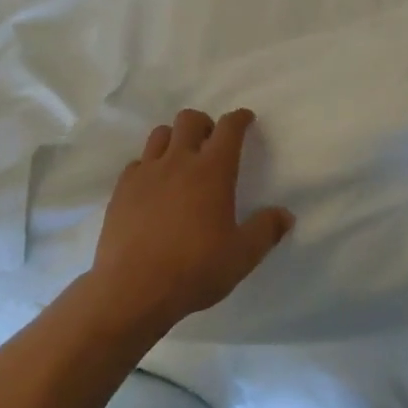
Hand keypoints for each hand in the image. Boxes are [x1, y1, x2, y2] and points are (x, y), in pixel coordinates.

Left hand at [86, 108, 293, 336]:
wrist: (133, 288)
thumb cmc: (195, 269)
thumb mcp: (242, 256)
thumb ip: (265, 231)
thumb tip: (285, 215)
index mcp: (212, 171)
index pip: (229, 128)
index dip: (239, 118)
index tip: (245, 119)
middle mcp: (178, 161)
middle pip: (190, 120)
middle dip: (205, 123)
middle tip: (211, 142)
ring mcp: (146, 172)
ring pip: (160, 134)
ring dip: (175, 138)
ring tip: (181, 159)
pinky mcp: (122, 189)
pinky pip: (137, 162)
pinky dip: (149, 165)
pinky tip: (153, 186)